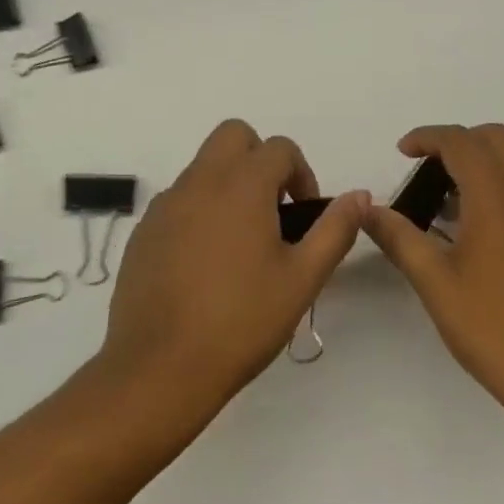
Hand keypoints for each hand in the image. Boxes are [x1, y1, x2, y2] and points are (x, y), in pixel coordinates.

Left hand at [98, 120, 367, 427]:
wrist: (160, 367)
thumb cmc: (241, 321)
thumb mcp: (303, 279)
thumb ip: (335, 230)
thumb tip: (360, 196)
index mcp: (242, 185)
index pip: (279, 147)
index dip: (301, 174)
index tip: (303, 215)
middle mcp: (200, 182)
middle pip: (234, 136)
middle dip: (260, 159)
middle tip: (274, 209)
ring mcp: (166, 205)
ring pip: (203, 167)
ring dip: (229, 184)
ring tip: (242, 244)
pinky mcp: (144, 232)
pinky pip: (179, 200)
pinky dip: (200, 210)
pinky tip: (206, 264)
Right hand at [365, 124, 503, 426]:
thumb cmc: (496, 330)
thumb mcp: (436, 284)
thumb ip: (399, 238)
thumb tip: (368, 210)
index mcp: (499, 199)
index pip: (462, 142)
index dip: (428, 137)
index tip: (402, 152)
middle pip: (496, 138)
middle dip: (458, 141)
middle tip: (426, 170)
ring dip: (479, 165)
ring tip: (442, 206)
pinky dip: (496, 189)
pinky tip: (472, 235)